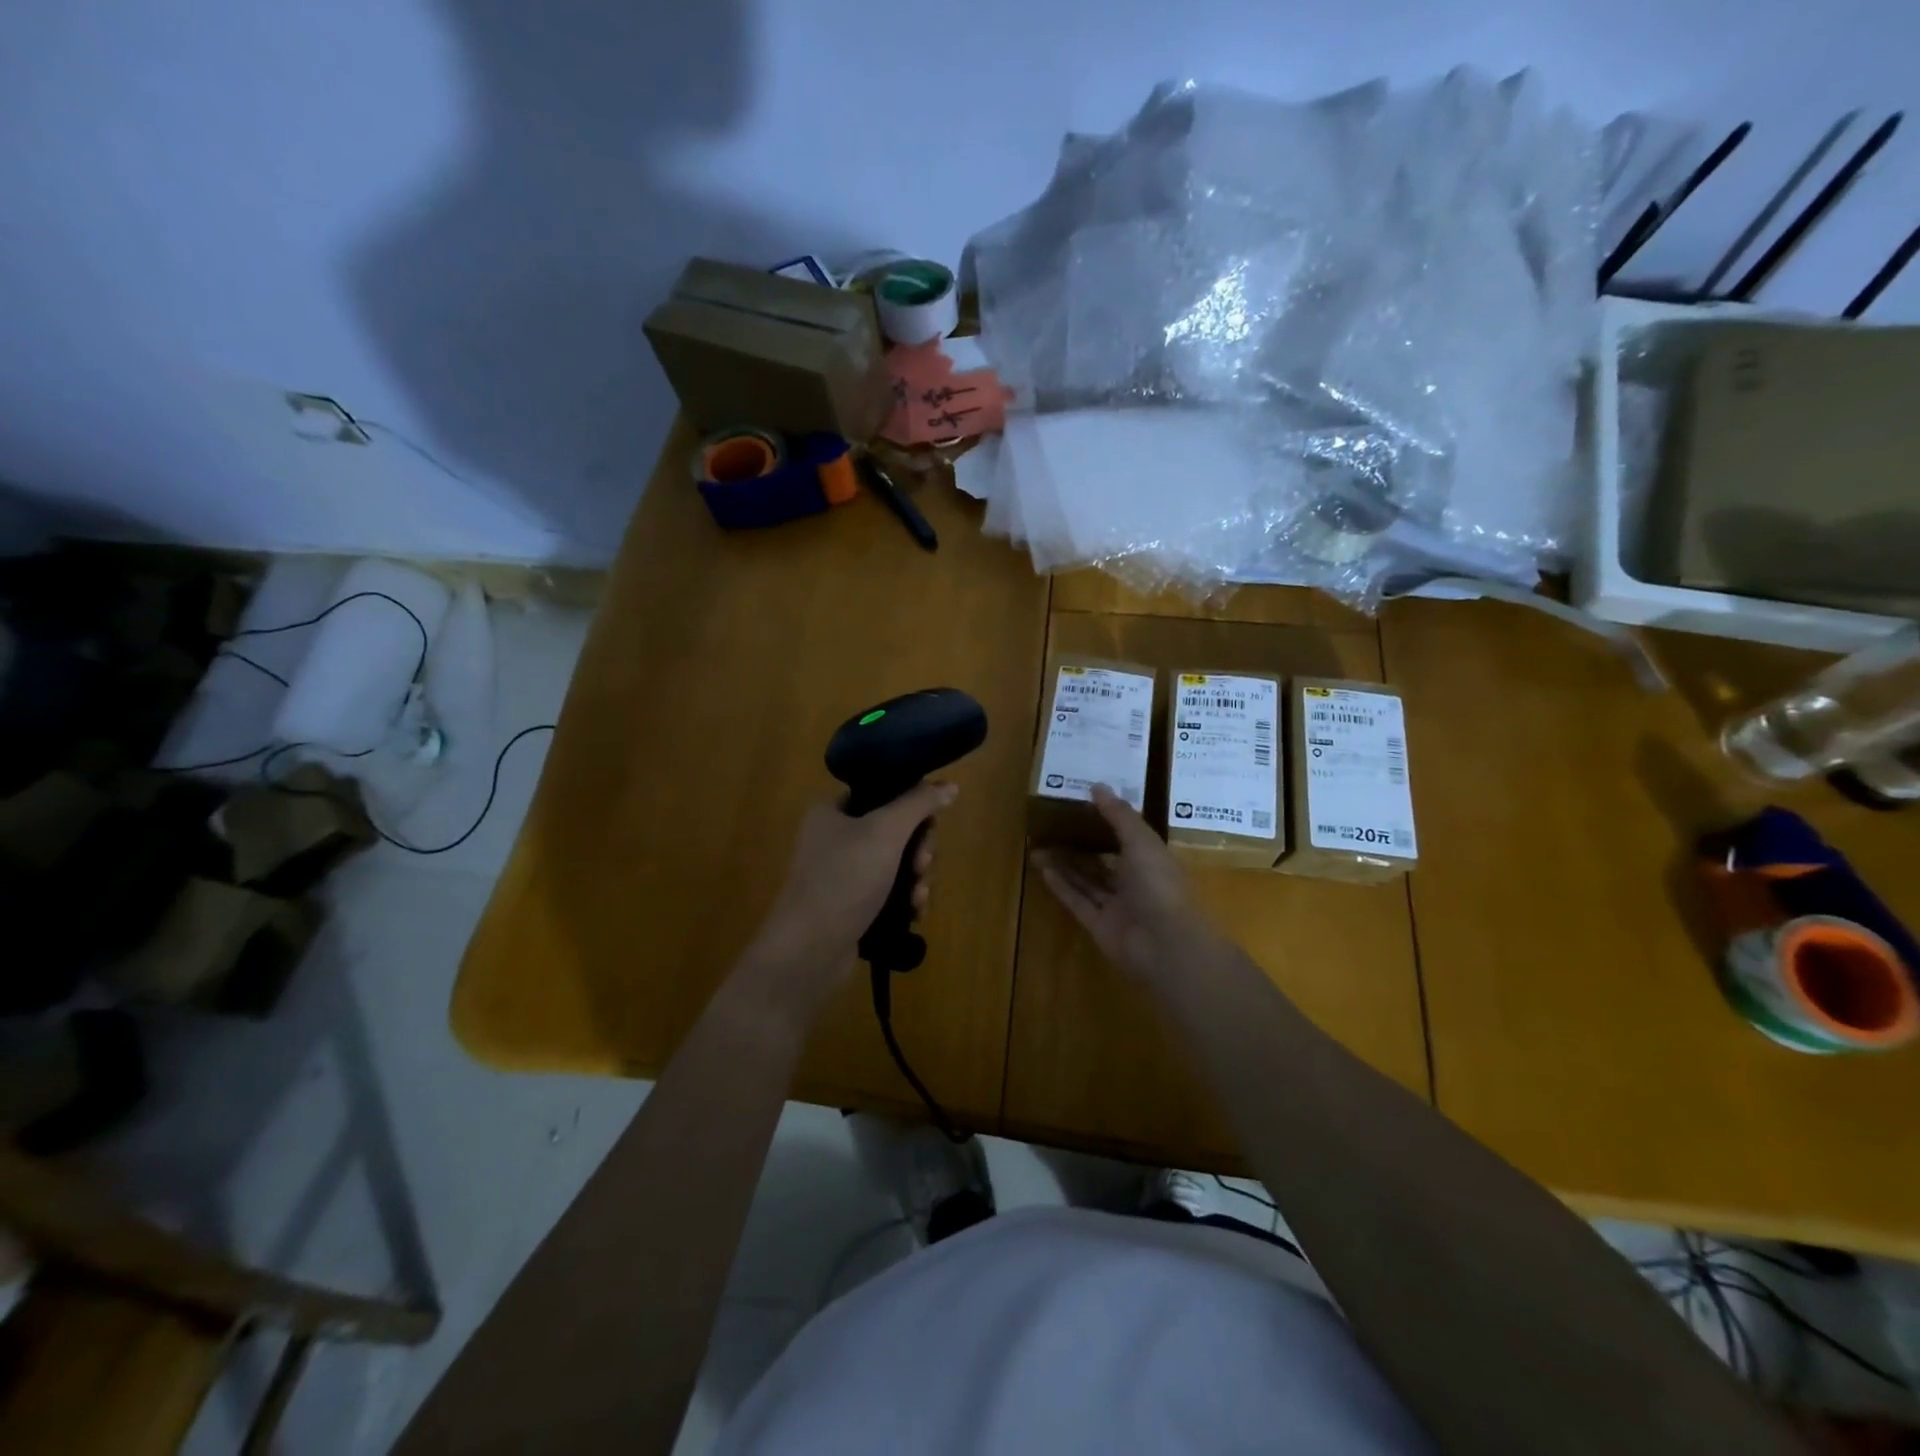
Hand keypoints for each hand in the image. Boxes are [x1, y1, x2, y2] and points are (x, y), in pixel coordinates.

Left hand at [746, 782, 956, 1002]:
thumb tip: (950, 785)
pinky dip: (905, 900)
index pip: (882, 793)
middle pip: (896, 831)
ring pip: (897, 865)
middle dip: (919, 850)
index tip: (930, 825)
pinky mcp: (852, 907)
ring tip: (919, 897)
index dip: (912, 806)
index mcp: (832, 811)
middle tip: (922, 866)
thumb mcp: (885, 831)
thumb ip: (919, 803)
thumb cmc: (844, 879)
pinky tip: (915, 913)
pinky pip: (889, 893)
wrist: (809, 950)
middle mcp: (835, 839)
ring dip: (917, 878)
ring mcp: (843, 875)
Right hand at [1034, 784, 1219, 985]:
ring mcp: (1116, 907)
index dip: (1106, 822)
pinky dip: (1062, 887)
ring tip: (1039, 845)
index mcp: (1151, 860)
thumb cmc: (1159, 885)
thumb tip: (1096, 786)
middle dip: (1079, 844)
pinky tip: (1044, 870)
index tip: (1080, 806)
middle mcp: (1134, 882)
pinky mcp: (1099, 926)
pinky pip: (1078, 902)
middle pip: (1102, 860)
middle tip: (1051, 827)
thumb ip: (1119, 815)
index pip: (1126, 837)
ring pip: (1087, 881)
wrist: (1165, 945)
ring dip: (1065, 864)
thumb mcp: (1141, 841)